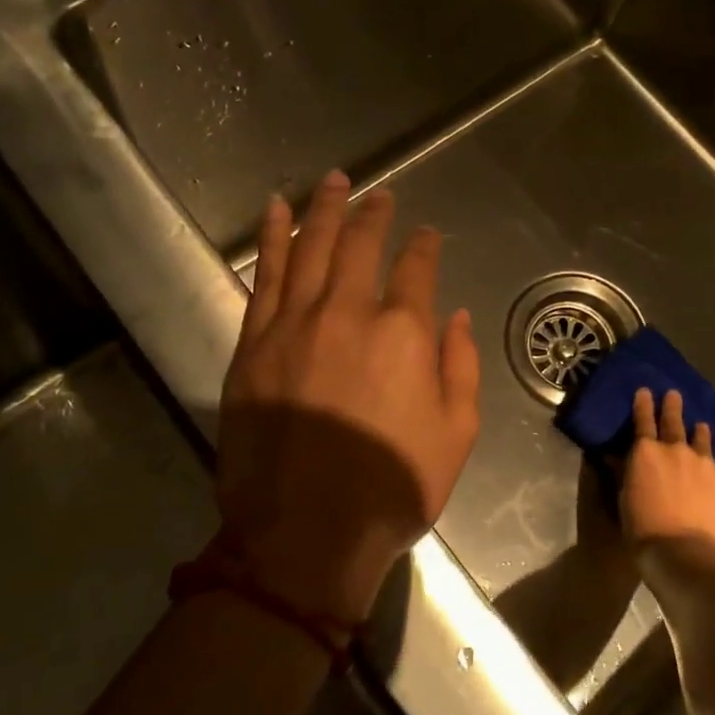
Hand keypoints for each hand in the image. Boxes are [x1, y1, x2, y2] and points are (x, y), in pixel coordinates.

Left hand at [214, 171, 481, 623]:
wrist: (303, 534)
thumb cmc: (391, 488)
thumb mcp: (456, 435)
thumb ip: (460, 366)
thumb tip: (454, 315)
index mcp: (403, 334)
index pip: (416, 269)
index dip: (424, 245)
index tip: (426, 233)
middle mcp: (348, 314)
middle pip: (360, 245)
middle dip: (373, 213)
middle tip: (378, 193)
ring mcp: (294, 325)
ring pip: (310, 249)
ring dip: (323, 210)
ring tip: (332, 180)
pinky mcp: (253, 344)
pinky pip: (264, 278)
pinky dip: (272, 240)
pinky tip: (277, 213)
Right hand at [618, 388, 714, 551]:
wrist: (683, 552)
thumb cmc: (642, 527)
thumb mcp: (623, 498)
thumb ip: (623, 472)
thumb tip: (613, 455)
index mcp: (645, 451)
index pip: (643, 419)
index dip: (643, 403)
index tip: (645, 390)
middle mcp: (675, 448)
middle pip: (674, 420)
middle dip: (672, 405)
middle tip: (673, 394)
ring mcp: (703, 462)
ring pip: (701, 439)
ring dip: (699, 432)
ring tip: (701, 427)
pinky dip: (713, 469)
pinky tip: (714, 477)